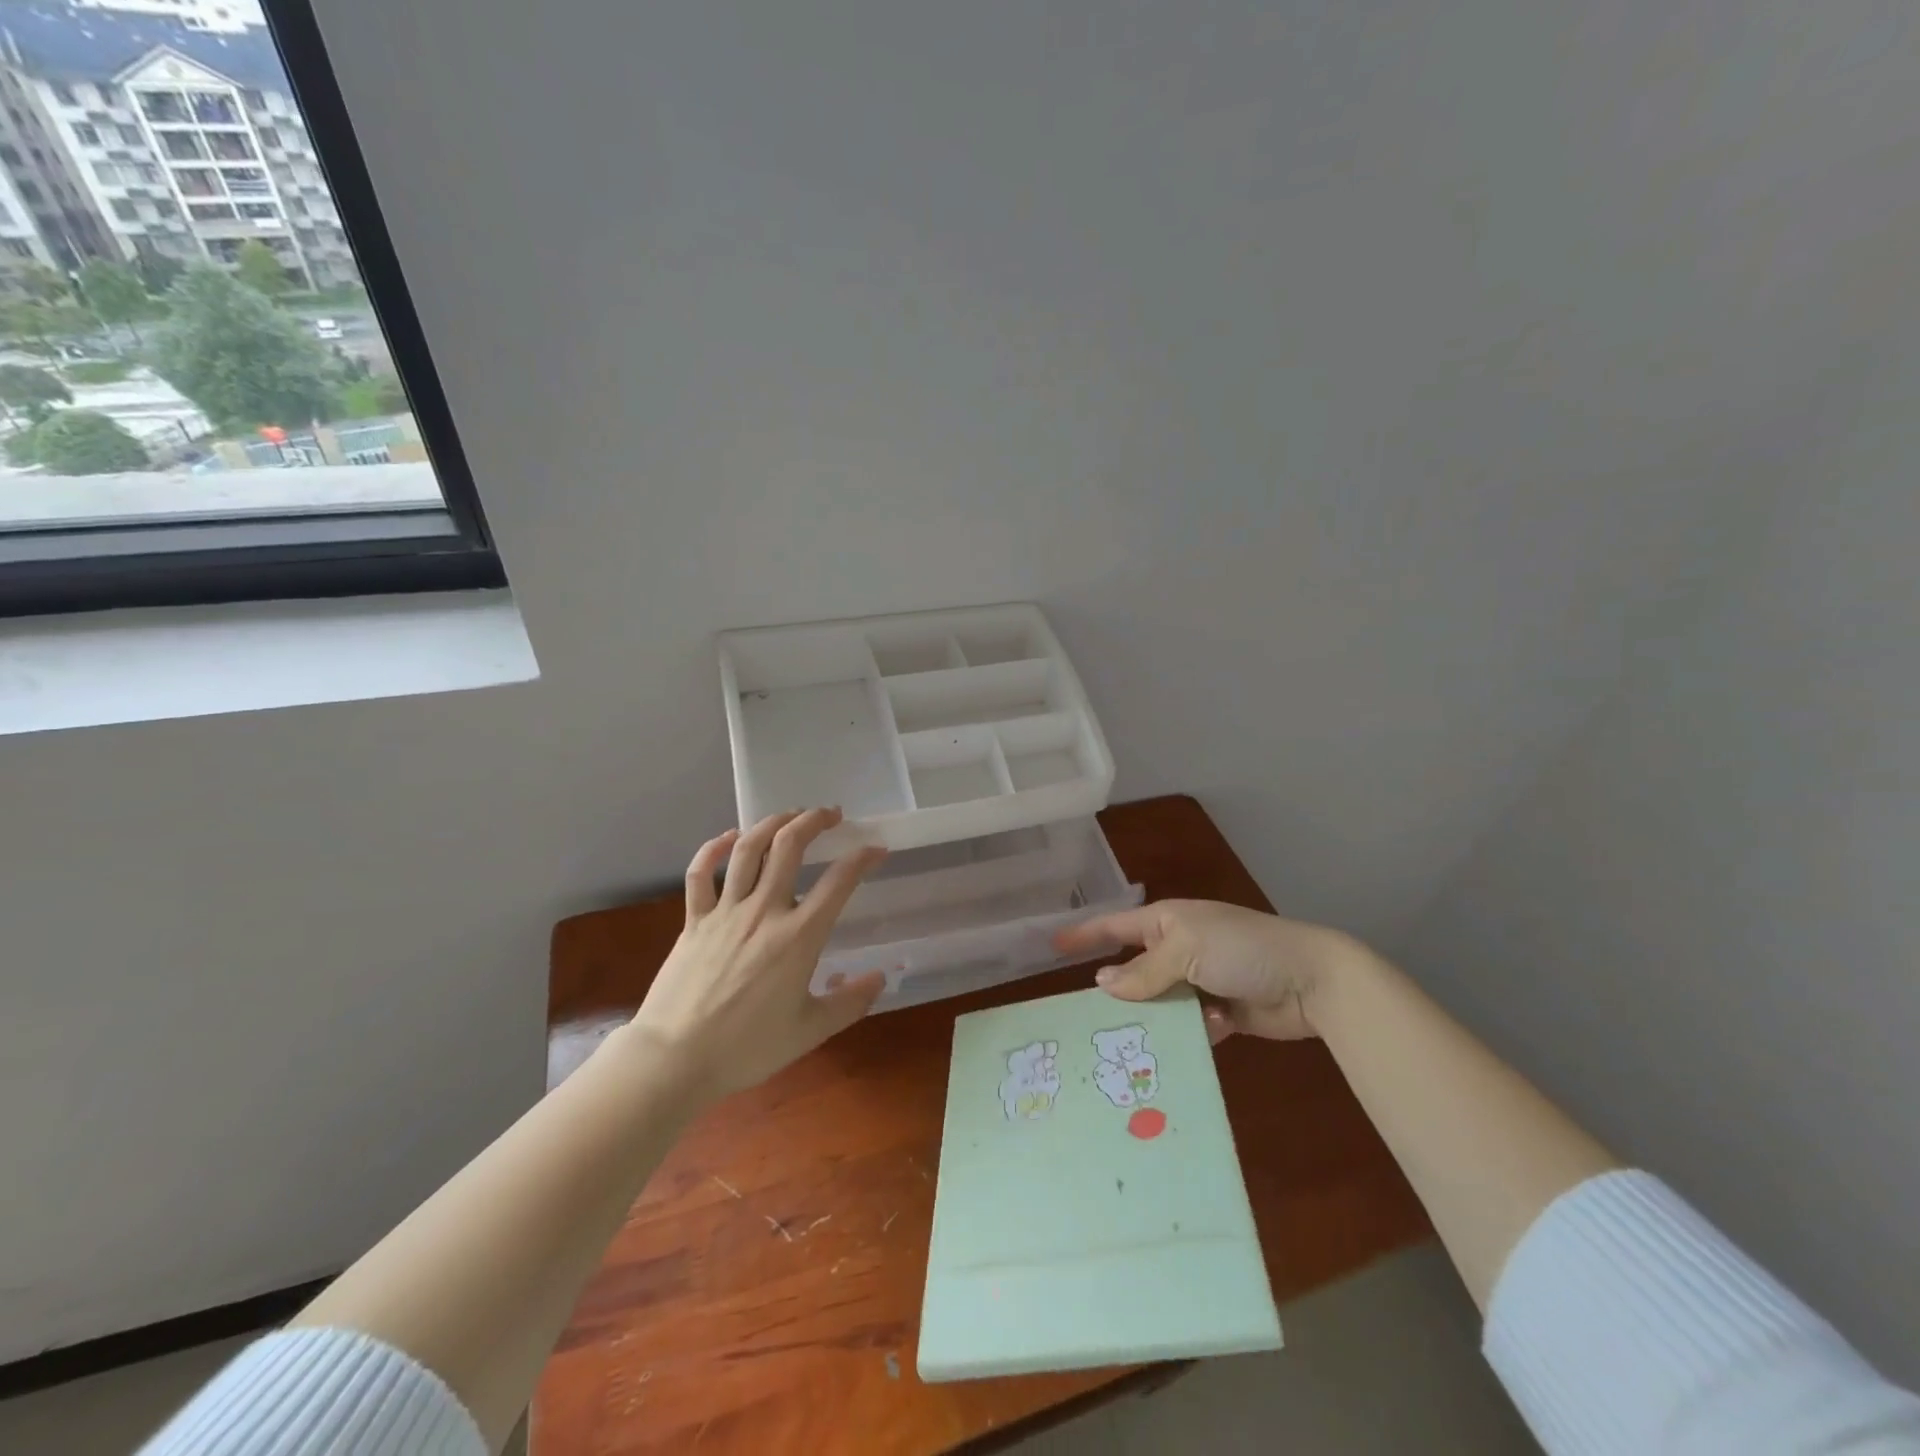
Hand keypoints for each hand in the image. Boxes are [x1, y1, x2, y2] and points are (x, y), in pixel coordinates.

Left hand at [627, 808, 886, 1099]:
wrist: (675, 1059)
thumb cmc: (747, 1048)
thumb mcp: (810, 1031)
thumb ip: (850, 1003)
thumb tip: (880, 978)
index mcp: (799, 936)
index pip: (839, 881)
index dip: (862, 858)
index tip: (876, 849)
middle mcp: (764, 911)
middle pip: (790, 846)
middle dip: (814, 821)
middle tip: (831, 814)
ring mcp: (725, 911)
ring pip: (748, 848)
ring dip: (772, 823)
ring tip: (790, 815)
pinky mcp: (694, 919)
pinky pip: (701, 872)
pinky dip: (714, 847)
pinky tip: (729, 837)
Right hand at [1054, 900, 1373, 1042]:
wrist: (1312, 980)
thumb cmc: (1242, 949)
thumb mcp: (1187, 948)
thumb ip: (1143, 971)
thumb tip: (1102, 985)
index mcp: (1168, 922)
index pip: (1115, 926)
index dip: (1085, 935)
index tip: (1052, 945)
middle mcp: (1179, 950)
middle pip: (1134, 972)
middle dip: (1120, 993)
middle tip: (1092, 1020)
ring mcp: (1201, 982)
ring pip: (1160, 1005)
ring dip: (1160, 1018)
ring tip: (1146, 1039)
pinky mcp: (1221, 1013)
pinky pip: (1191, 1026)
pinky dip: (1197, 1031)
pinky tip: (1213, 1030)